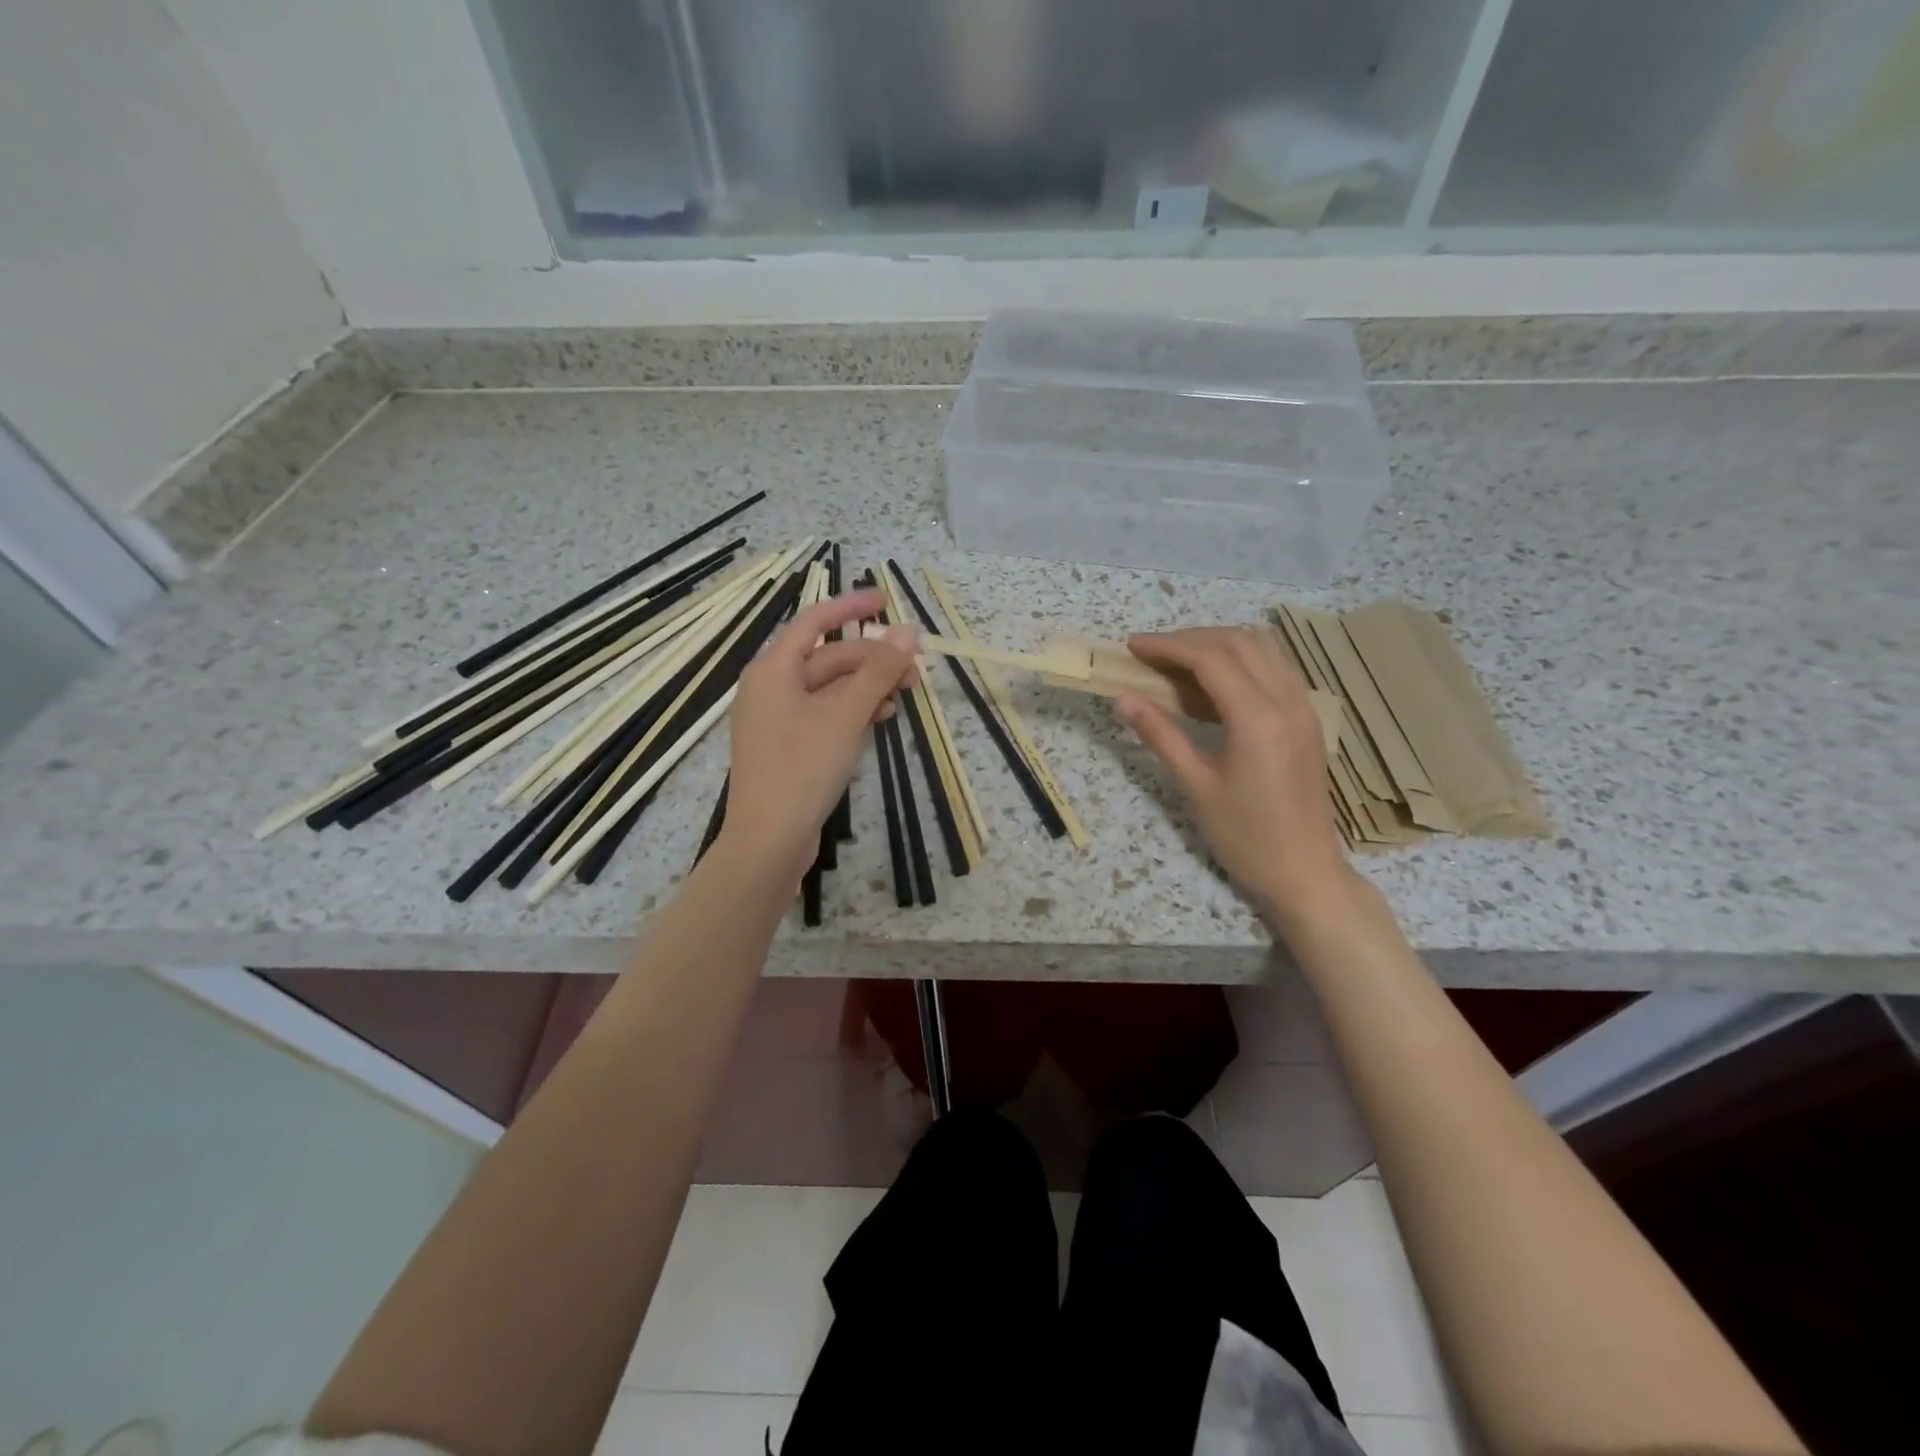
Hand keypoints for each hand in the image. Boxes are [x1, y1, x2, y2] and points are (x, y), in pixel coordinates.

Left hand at [719, 588, 916, 883]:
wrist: (769, 840)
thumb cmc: (802, 768)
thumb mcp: (846, 714)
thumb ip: (878, 671)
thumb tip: (907, 633)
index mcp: (773, 669)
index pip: (815, 621)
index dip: (851, 607)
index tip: (888, 600)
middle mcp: (771, 688)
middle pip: (828, 658)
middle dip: (872, 659)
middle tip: (915, 670)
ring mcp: (778, 720)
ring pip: (830, 688)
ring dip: (867, 687)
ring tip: (905, 696)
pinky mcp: (789, 747)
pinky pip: (825, 714)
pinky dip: (853, 711)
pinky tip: (881, 718)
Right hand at [1117, 627, 1350, 929]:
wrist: (1304, 872)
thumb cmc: (1245, 837)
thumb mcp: (1196, 786)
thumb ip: (1161, 735)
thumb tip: (1124, 699)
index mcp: (1258, 718)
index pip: (1210, 658)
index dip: (1167, 645)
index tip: (1133, 646)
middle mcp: (1287, 701)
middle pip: (1238, 643)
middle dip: (1190, 639)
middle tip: (1150, 654)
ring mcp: (1304, 708)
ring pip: (1261, 650)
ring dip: (1217, 646)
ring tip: (1177, 663)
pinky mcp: (1307, 720)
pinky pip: (1274, 670)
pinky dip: (1241, 663)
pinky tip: (1213, 684)